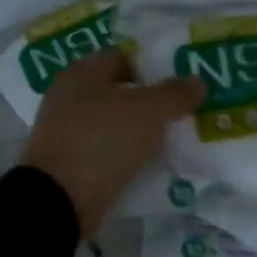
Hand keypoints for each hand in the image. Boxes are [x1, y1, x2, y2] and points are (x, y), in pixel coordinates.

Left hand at [22, 48, 205, 236]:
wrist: (57, 200)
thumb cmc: (100, 140)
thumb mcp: (146, 112)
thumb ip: (174, 94)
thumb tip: (198, 80)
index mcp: (82, 71)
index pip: (124, 56)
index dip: (154, 65)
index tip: (182, 81)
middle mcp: (70, 94)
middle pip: (120, 89)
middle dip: (151, 99)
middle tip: (184, 110)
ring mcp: (67, 128)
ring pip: (114, 120)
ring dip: (140, 128)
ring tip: (175, 137)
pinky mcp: (70, 159)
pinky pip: (106, 148)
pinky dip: (127, 152)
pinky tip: (151, 162)